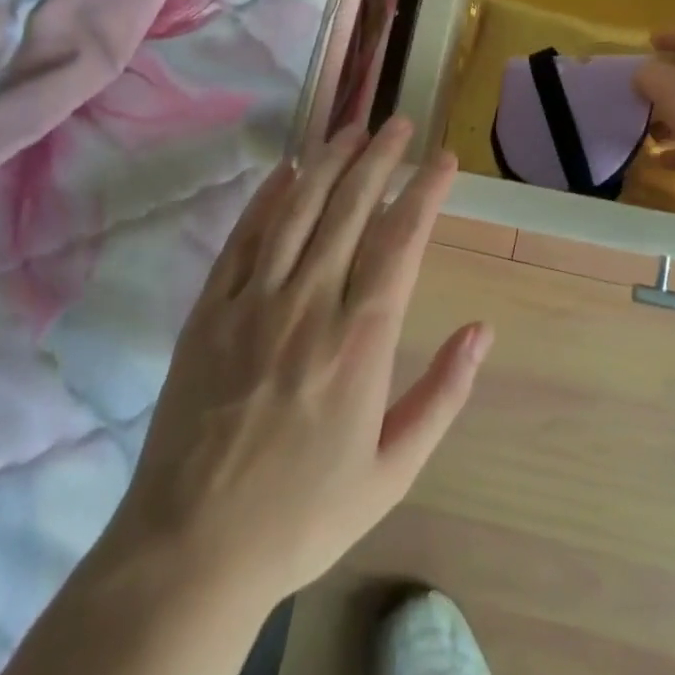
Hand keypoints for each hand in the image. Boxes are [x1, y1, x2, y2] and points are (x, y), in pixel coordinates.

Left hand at [108, 119, 490, 611]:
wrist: (191, 551)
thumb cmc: (303, 515)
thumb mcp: (392, 470)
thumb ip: (443, 394)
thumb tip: (482, 330)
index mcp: (361, 340)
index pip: (401, 240)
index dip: (424, 190)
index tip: (442, 159)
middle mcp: (310, 304)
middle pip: (351, 208)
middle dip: (380, 158)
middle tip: (399, 123)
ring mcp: (253, 302)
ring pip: (299, 210)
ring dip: (328, 162)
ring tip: (351, 129)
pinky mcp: (209, 311)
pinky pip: (244, 239)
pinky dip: (267, 198)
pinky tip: (286, 171)